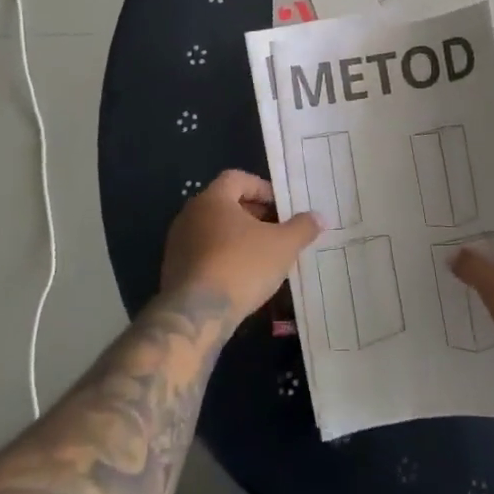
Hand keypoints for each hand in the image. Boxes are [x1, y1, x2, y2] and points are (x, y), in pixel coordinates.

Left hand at [161, 170, 320, 325]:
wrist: (196, 315)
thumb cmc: (241, 266)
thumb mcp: (283, 246)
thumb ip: (302, 228)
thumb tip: (319, 217)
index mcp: (213, 198)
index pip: (237, 178)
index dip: (261, 188)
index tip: (280, 206)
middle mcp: (190, 214)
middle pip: (225, 203)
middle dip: (253, 214)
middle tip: (276, 230)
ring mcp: (178, 243)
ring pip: (213, 230)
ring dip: (237, 237)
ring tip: (262, 256)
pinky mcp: (173, 270)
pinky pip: (203, 253)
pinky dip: (222, 257)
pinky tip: (240, 277)